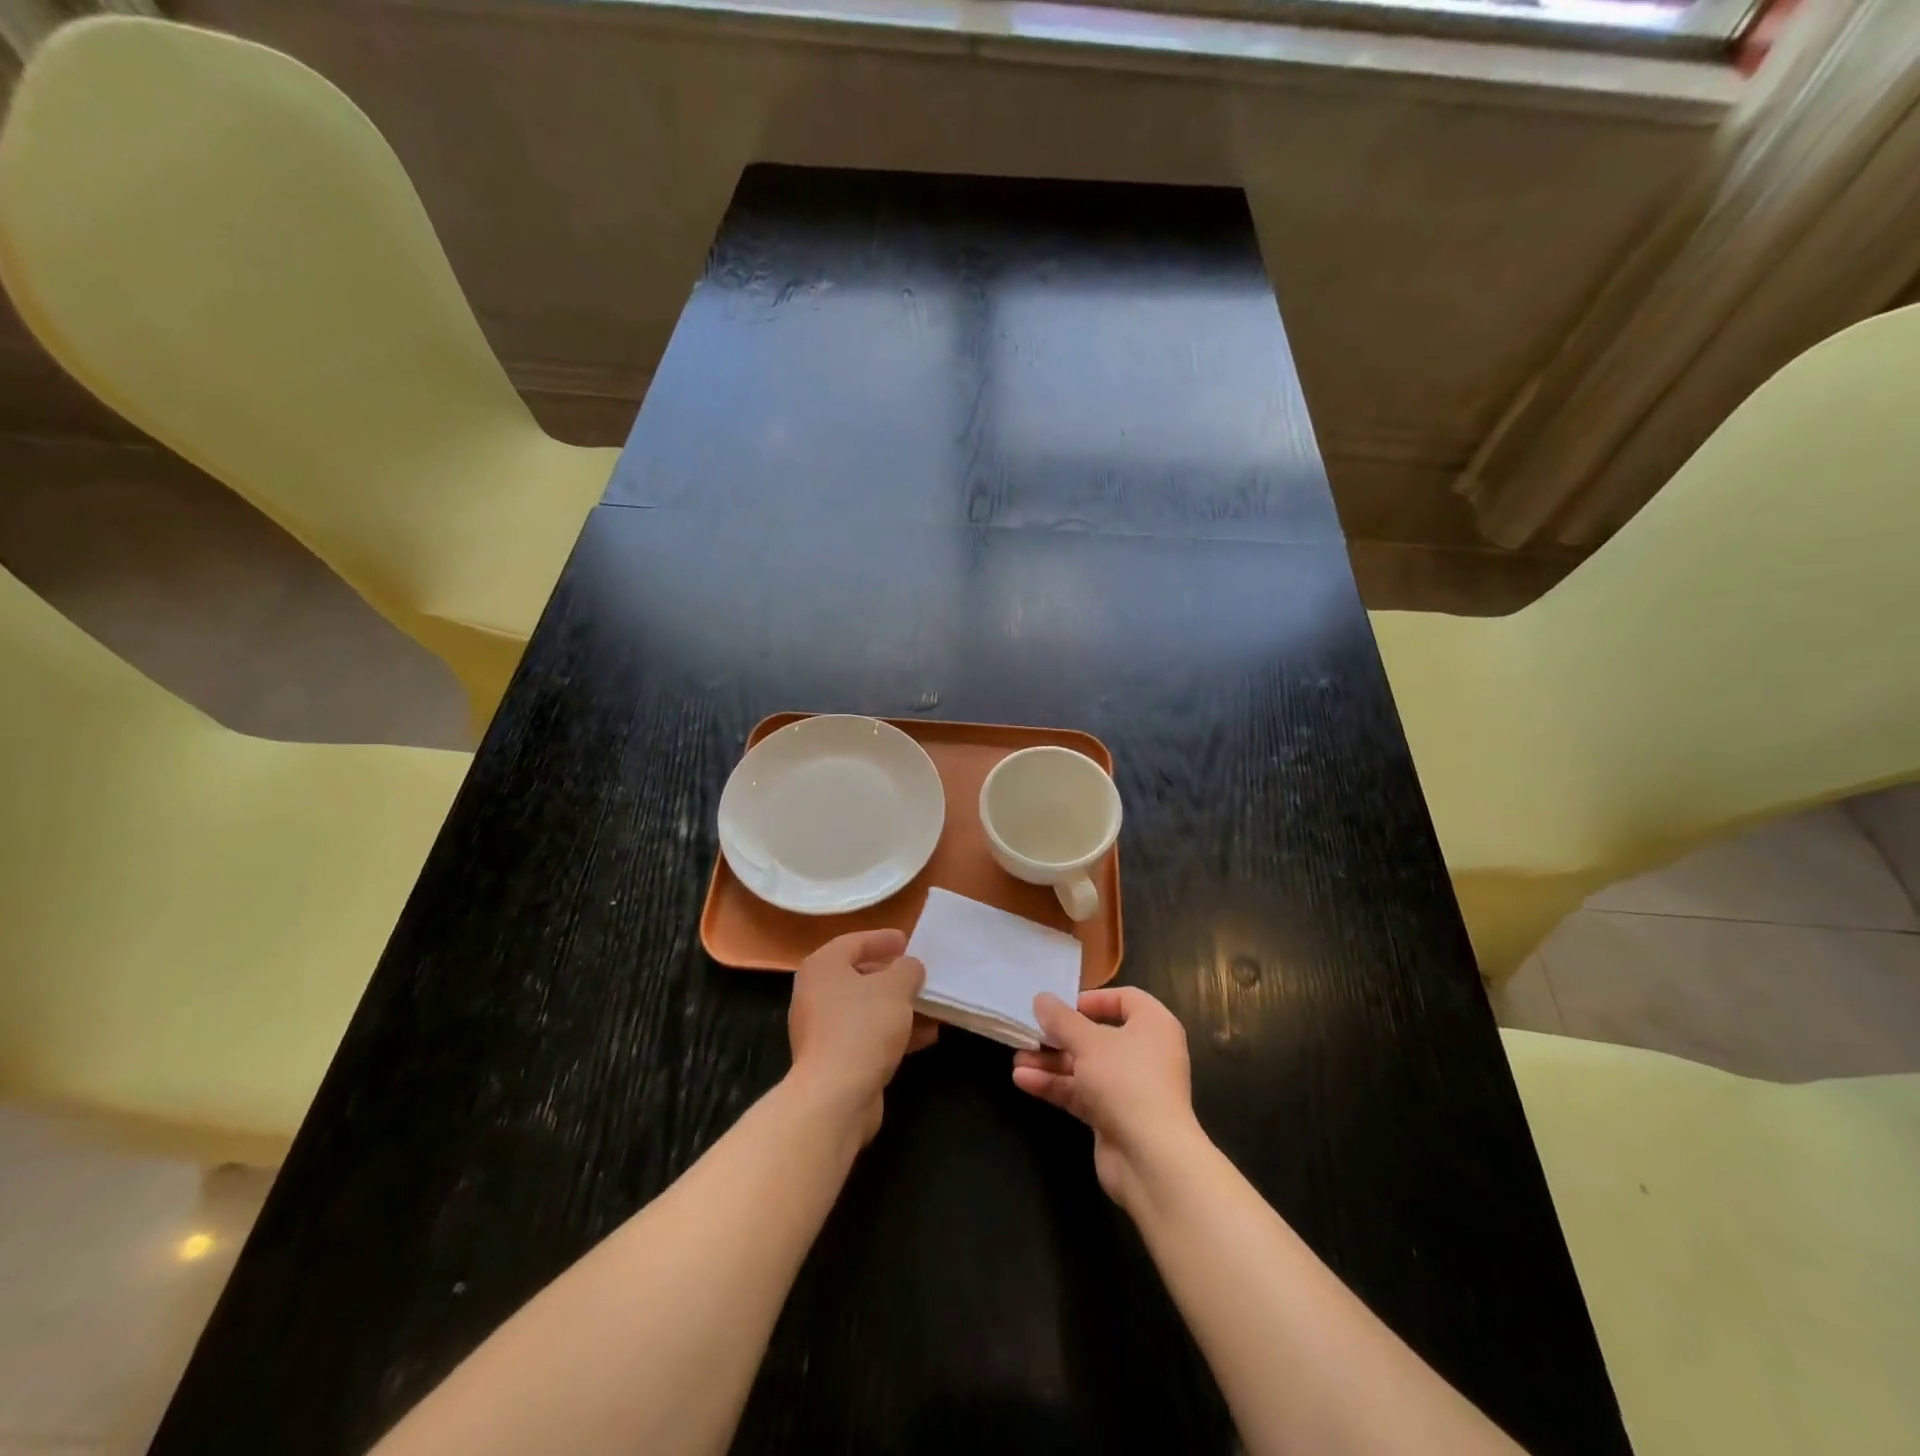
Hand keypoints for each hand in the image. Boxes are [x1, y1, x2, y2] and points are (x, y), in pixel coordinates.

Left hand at [788, 928, 936, 1142]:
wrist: (835, 1096)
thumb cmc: (863, 1027)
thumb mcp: (895, 987)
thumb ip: (907, 969)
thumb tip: (909, 967)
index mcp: (823, 967)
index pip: (854, 941)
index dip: (882, 939)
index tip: (907, 940)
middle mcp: (815, 993)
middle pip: (858, 976)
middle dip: (892, 976)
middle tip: (918, 973)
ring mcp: (821, 1029)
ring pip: (866, 1008)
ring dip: (897, 1007)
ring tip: (930, 1006)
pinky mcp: (833, 1059)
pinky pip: (866, 1035)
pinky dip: (892, 1032)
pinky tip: (924, 1037)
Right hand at [1012, 987, 1202, 1209]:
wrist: (1151, 1159)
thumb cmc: (1126, 1081)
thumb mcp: (1088, 1042)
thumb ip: (1061, 1020)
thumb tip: (1041, 998)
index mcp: (1153, 1026)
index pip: (1125, 999)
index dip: (1092, 999)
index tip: (1062, 1006)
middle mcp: (1145, 1053)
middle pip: (1098, 1036)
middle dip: (1060, 1036)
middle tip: (1029, 1033)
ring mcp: (1130, 1088)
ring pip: (1086, 1066)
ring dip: (1052, 1063)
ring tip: (1018, 1060)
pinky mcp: (1115, 1117)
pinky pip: (1082, 1093)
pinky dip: (1056, 1086)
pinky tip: (1024, 1081)